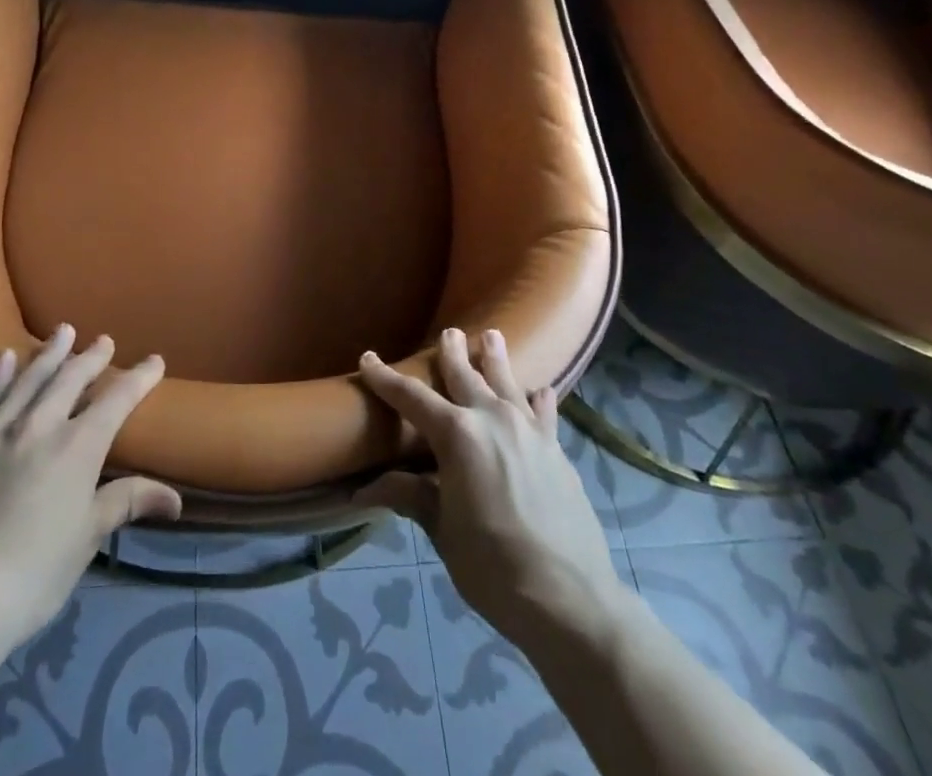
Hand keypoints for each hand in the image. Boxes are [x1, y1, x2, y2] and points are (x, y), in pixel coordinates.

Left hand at [0, 326, 179, 655]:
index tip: (155, 360)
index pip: (117, 400)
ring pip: (29, 379)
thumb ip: (127, 503)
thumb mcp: (87, 539)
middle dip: (91, 357)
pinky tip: (4, 359)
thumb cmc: (33, 574)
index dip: (139, 377)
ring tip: (62, 331)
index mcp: (77, 446)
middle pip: (71, 379)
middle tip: (103, 340)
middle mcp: (40, 426)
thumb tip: (175, 497)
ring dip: (48, 353)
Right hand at [357, 327, 619, 638]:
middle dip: (451, 353)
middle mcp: (492, 418)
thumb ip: (410, 497)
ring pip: (507, 382)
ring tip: (492, 336)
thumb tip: (362, 490)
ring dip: (496, 358)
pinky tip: (541, 391)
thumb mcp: (442, 531)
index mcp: (456, 435)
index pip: (411, 398)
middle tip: (448, 331)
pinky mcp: (556, 450)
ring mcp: (529, 431)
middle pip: (465, 375)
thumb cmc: (493, 566)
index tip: (368, 359)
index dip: (386, 379)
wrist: (569, 599)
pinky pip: (544, 413)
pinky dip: (539, 399)